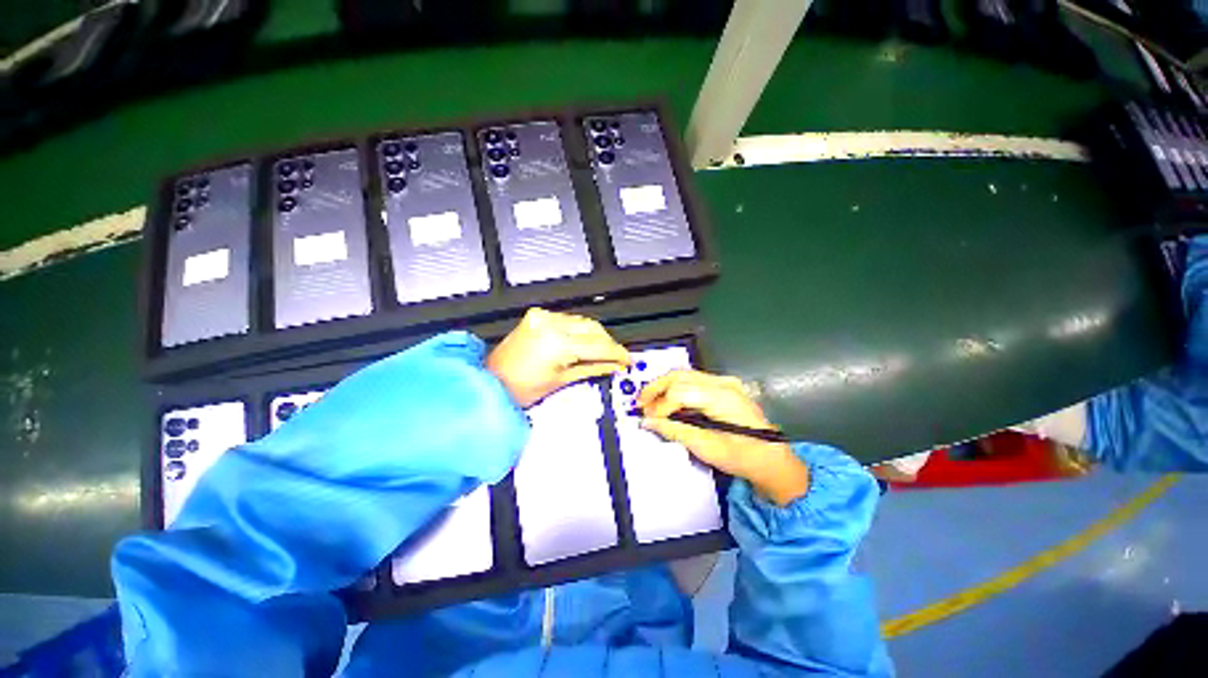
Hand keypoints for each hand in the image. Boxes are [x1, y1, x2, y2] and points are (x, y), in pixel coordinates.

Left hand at [487, 308, 630, 407]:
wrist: (490, 381)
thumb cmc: (518, 388)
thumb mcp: (561, 381)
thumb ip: (593, 368)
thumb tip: (614, 365)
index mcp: (556, 343)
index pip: (598, 344)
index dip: (617, 353)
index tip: (626, 359)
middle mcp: (549, 323)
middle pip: (594, 328)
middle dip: (608, 343)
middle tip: (616, 357)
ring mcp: (542, 316)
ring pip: (583, 321)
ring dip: (596, 336)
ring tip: (601, 352)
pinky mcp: (538, 316)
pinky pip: (569, 320)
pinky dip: (580, 331)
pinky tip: (584, 343)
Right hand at [638, 370, 808, 506]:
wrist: (772, 459)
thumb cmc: (744, 457)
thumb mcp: (706, 448)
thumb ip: (675, 431)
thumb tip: (649, 422)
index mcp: (722, 398)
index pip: (680, 392)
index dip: (660, 406)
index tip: (648, 420)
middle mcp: (723, 383)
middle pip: (680, 376)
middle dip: (656, 389)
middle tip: (640, 404)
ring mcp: (725, 382)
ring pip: (684, 375)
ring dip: (664, 387)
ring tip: (650, 403)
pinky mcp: (723, 386)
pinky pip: (692, 381)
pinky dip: (676, 389)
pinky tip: (667, 401)